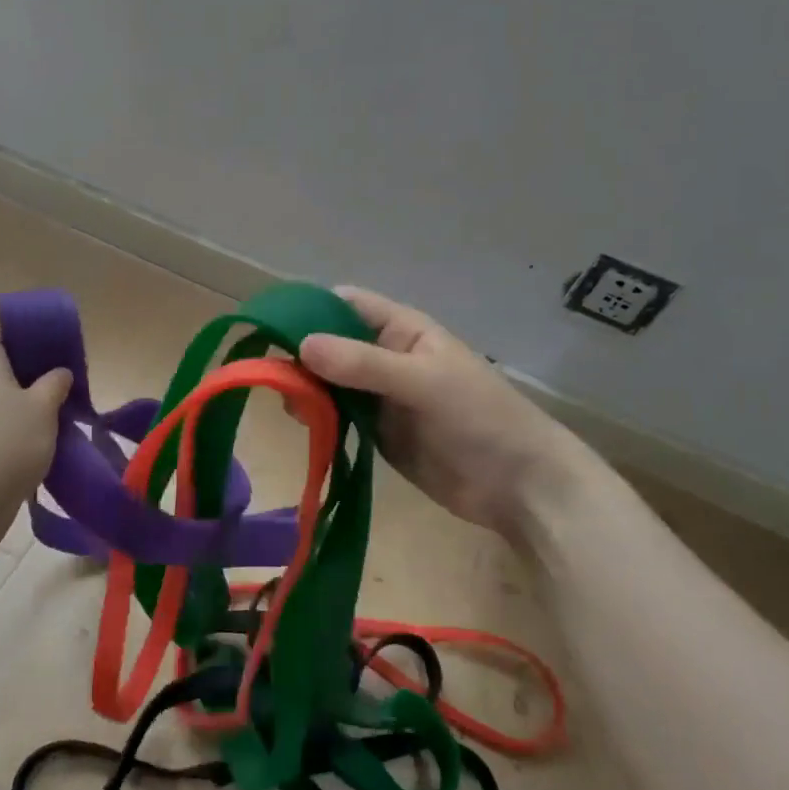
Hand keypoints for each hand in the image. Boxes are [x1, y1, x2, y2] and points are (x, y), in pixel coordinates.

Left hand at [0, 303, 71, 548]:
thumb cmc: (3, 443)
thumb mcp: (42, 408)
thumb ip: (54, 383)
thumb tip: (58, 374)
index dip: (13, 310)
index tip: (44, 326)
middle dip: (28, 353)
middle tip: (61, 365)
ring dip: (24, 388)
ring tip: (58, 399)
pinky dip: (15, 415)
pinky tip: (43, 431)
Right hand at [300, 287, 594, 537]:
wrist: (518, 485)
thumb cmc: (480, 418)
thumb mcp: (423, 382)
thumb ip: (364, 364)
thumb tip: (301, 346)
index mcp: (402, 330)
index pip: (346, 304)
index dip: (309, 308)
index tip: (270, 325)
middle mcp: (385, 356)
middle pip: (330, 344)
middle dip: (300, 354)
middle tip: (271, 374)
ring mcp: (380, 396)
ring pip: (329, 381)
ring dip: (306, 388)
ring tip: (288, 404)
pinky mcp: (377, 431)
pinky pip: (338, 415)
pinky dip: (318, 417)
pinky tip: (303, 424)